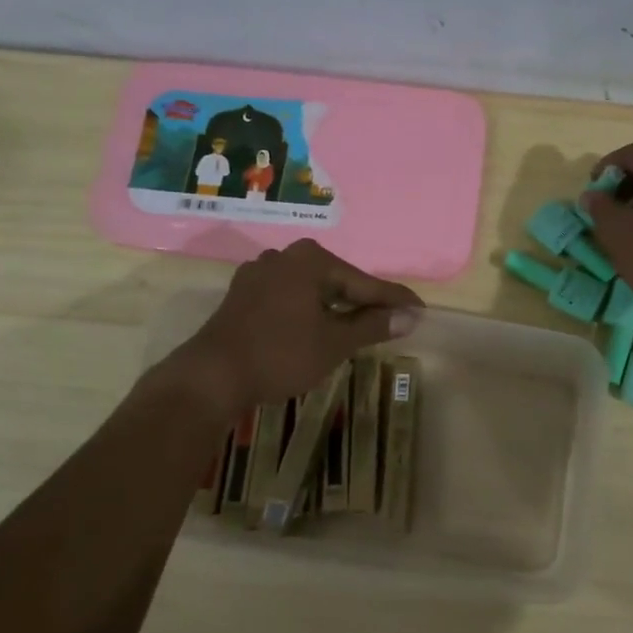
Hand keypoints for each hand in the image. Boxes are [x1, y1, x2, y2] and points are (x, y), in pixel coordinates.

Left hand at [165, 239, 422, 416]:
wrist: (212, 376)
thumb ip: (374, 325)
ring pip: (312, 289)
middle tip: (392, 320)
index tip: (420, 311)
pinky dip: (309, 310)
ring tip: (360, 326)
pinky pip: (289, 296)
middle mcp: (285, 256)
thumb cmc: (280, 355)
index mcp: (311, 260)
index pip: (364, 281)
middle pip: (338, 280)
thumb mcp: (335, 342)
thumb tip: (412, 316)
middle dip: (364, 301)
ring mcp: (259, 273)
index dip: (394, 300)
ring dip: (336, 307)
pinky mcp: (244, 293)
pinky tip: (319, 327)